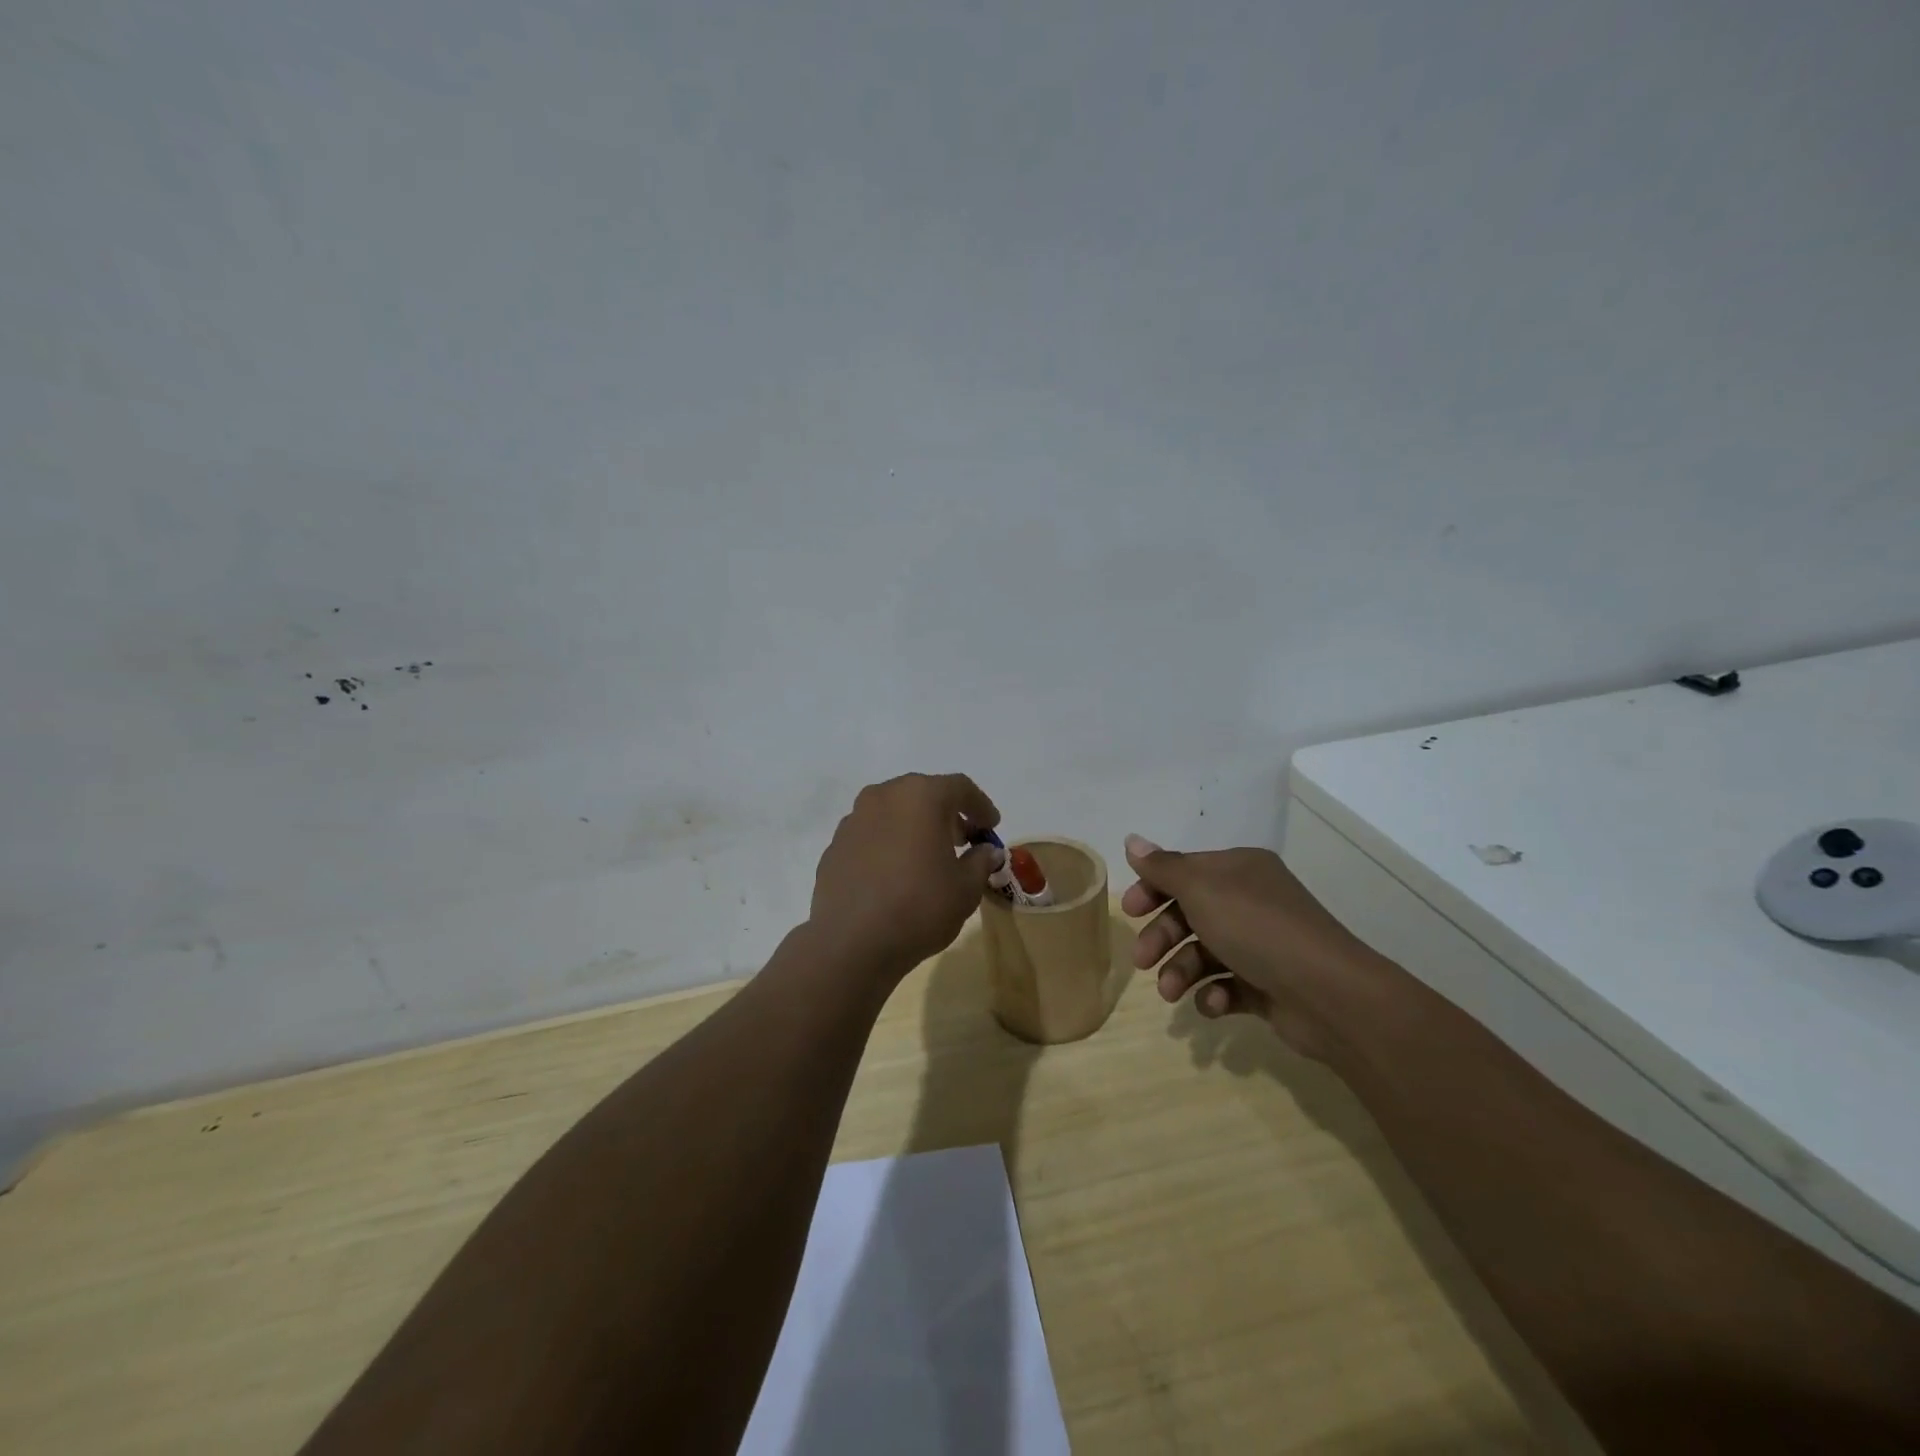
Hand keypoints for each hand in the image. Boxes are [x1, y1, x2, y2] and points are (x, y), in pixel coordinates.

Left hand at [808, 774, 1004, 978]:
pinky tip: (895, 875)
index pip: (959, 787)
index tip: (991, 827)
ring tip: (928, 858)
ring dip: (914, 827)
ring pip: (893, 812)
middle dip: (946, 814)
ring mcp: (853, 820)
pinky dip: (888, 845)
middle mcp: (883, 796)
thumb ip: (981, 861)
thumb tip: (986, 851)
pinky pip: (871, 835)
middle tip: (963, 840)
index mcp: (920, 796)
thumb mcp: (966, 888)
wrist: (851, 943)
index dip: (980, 805)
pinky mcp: (835, 846)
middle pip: (923, 794)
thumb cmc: (920, 907)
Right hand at [1120, 834, 1374, 1060]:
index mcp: (1239, 870)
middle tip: (1141, 960)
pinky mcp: (1268, 985)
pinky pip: (1228, 985)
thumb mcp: (1202, 890)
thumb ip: (1163, 868)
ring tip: (1171, 992)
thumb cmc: (1258, 929)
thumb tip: (1132, 840)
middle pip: (1190, 913)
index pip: (1185, 871)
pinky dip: (1214, 994)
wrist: (1329, 994)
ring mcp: (1261, 945)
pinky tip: (1214, 1003)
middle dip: (1162, 937)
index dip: (1153, 888)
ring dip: (1181, 971)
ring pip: (1204, 953)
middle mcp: (1251, 901)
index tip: (1129, 911)